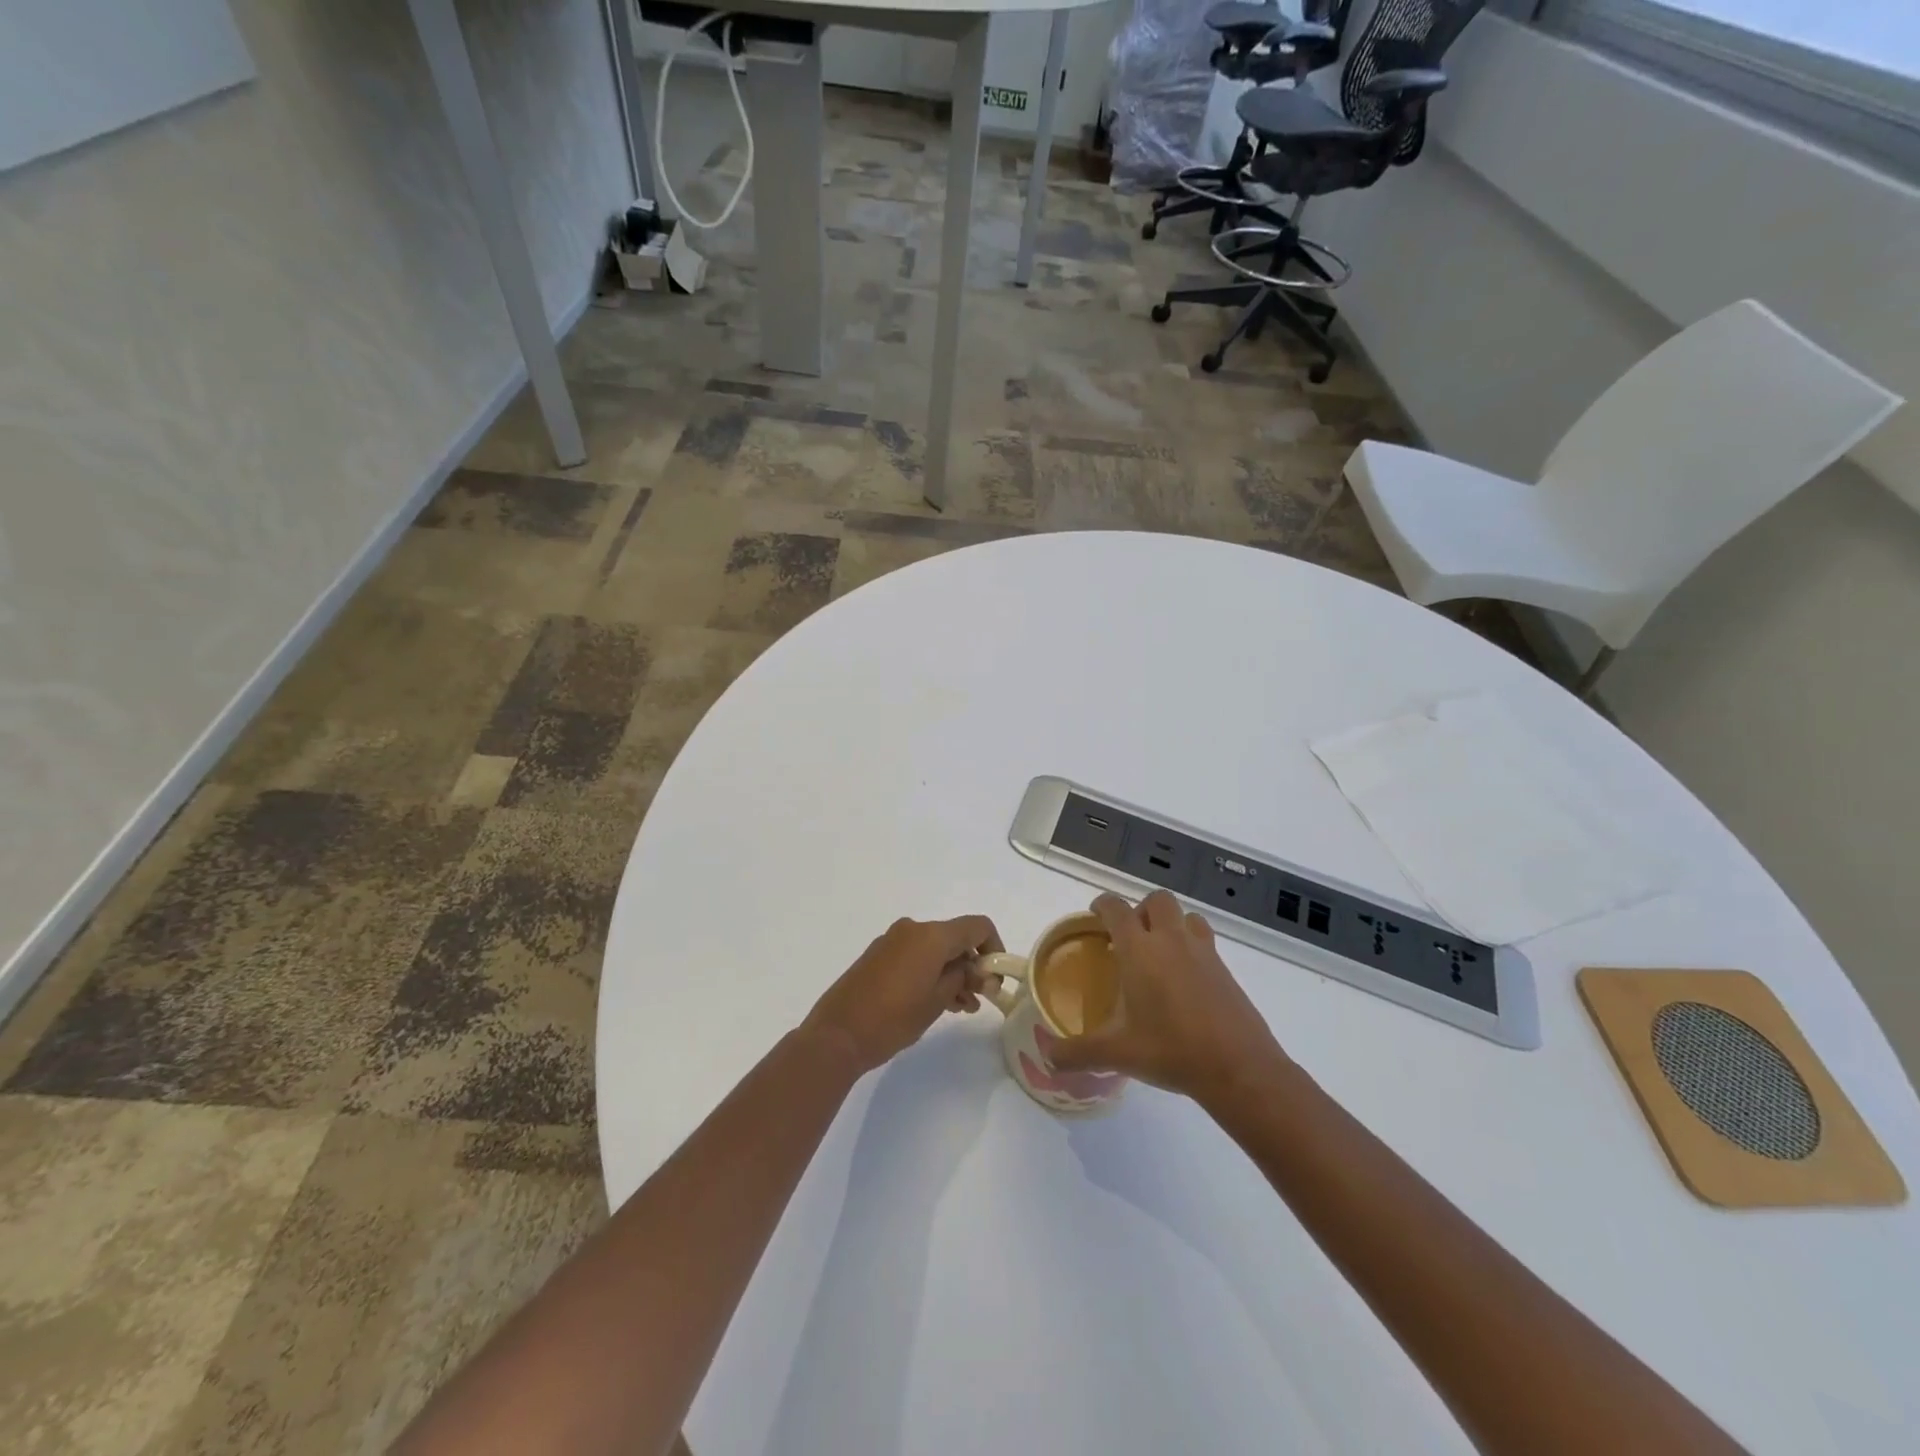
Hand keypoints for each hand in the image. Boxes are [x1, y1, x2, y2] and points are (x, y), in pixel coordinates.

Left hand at [803, 915, 1003, 1074]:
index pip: (977, 927)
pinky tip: (938, 1001)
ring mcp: (892, 940)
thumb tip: (975, 969)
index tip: (995, 979)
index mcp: (931, 935)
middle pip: (955, 937)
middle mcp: (913, 929)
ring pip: (935, 948)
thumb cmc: (893, 1018)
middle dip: (972, 964)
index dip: (994, 948)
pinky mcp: (878, 955)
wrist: (837, 1035)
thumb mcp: (937, 1000)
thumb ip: (963, 978)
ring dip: (953, 971)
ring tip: (961, 1006)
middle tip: (980, 998)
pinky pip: (916, 955)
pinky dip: (932, 971)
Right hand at [1048, 892, 1285, 1103]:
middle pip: (1157, 900)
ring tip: (1160, 951)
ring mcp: (1203, 952)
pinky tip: (1184, 979)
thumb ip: (1077, 1053)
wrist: (1238, 1067)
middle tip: (1129, 937)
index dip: (1103, 905)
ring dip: (1171, 923)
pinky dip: (1191, 946)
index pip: (1116, 909)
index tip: (1095, 914)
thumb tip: (1047, 1058)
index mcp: (1139, 950)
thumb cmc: (1171, 1050)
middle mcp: (1171, 940)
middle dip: (1141, 909)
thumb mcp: (1117, 1054)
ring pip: (1186, 916)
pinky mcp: (1225, 969)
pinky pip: (1205, 940)